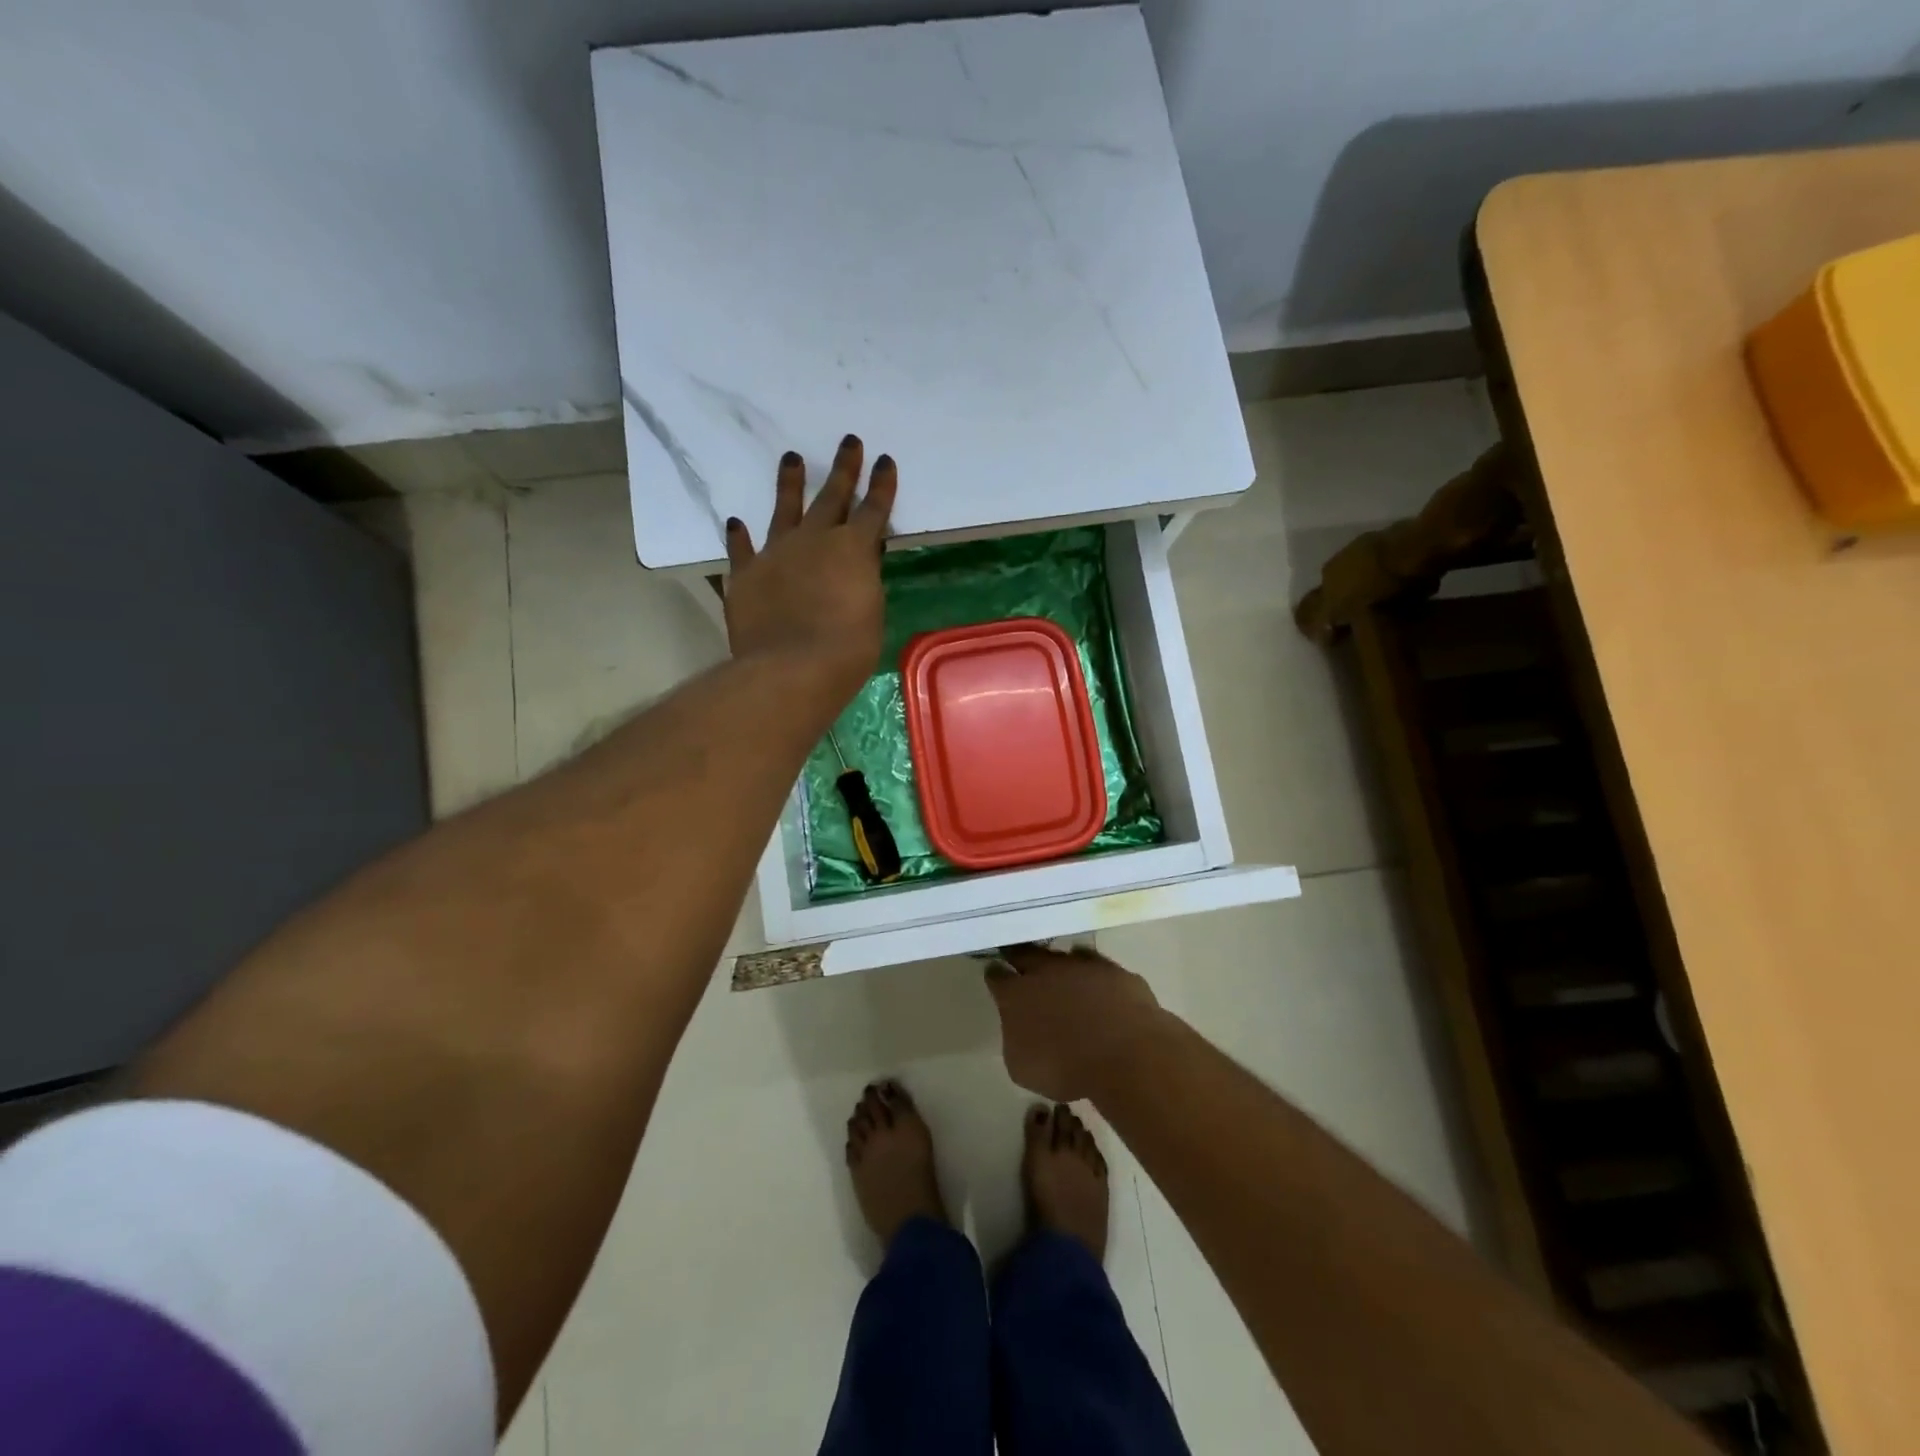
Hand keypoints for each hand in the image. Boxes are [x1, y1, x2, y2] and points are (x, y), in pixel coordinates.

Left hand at [724, 435, 896, 700]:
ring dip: (789, 483)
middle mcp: (815, 540)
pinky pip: (742, 549)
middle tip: (848, 442)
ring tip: (791, 458)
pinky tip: (736, 522)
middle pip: (832, 497)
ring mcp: (776, 553)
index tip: (884, 460)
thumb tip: (857, 566)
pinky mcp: (746, 574)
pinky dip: (739, 536)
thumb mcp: (870, 612)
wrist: (791, 668)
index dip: (881, 485)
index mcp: (854, 549)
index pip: (873, 509)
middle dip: (843, 469)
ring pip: (784, 509)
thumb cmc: (847, 649)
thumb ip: (863, 581)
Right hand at [985, 945, 1168, 1102]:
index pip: (997, 975)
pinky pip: (1099, 968)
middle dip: (1021, 957)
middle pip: (1026, 953)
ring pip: (1065, 955)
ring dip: (1061, 965)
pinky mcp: (1115, 971)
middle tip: (1022, 964)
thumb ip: (1016, 1038)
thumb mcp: (1022, 1067)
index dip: (995, 975)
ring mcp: (1083, 966)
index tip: (996, 976)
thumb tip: (1021, 1027)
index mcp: (1017, 994)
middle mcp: (1046, 970)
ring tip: (1064, 977)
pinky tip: (1100, 990)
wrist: (1125, 1056)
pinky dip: (1096, 977)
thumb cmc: (1065, 1069)